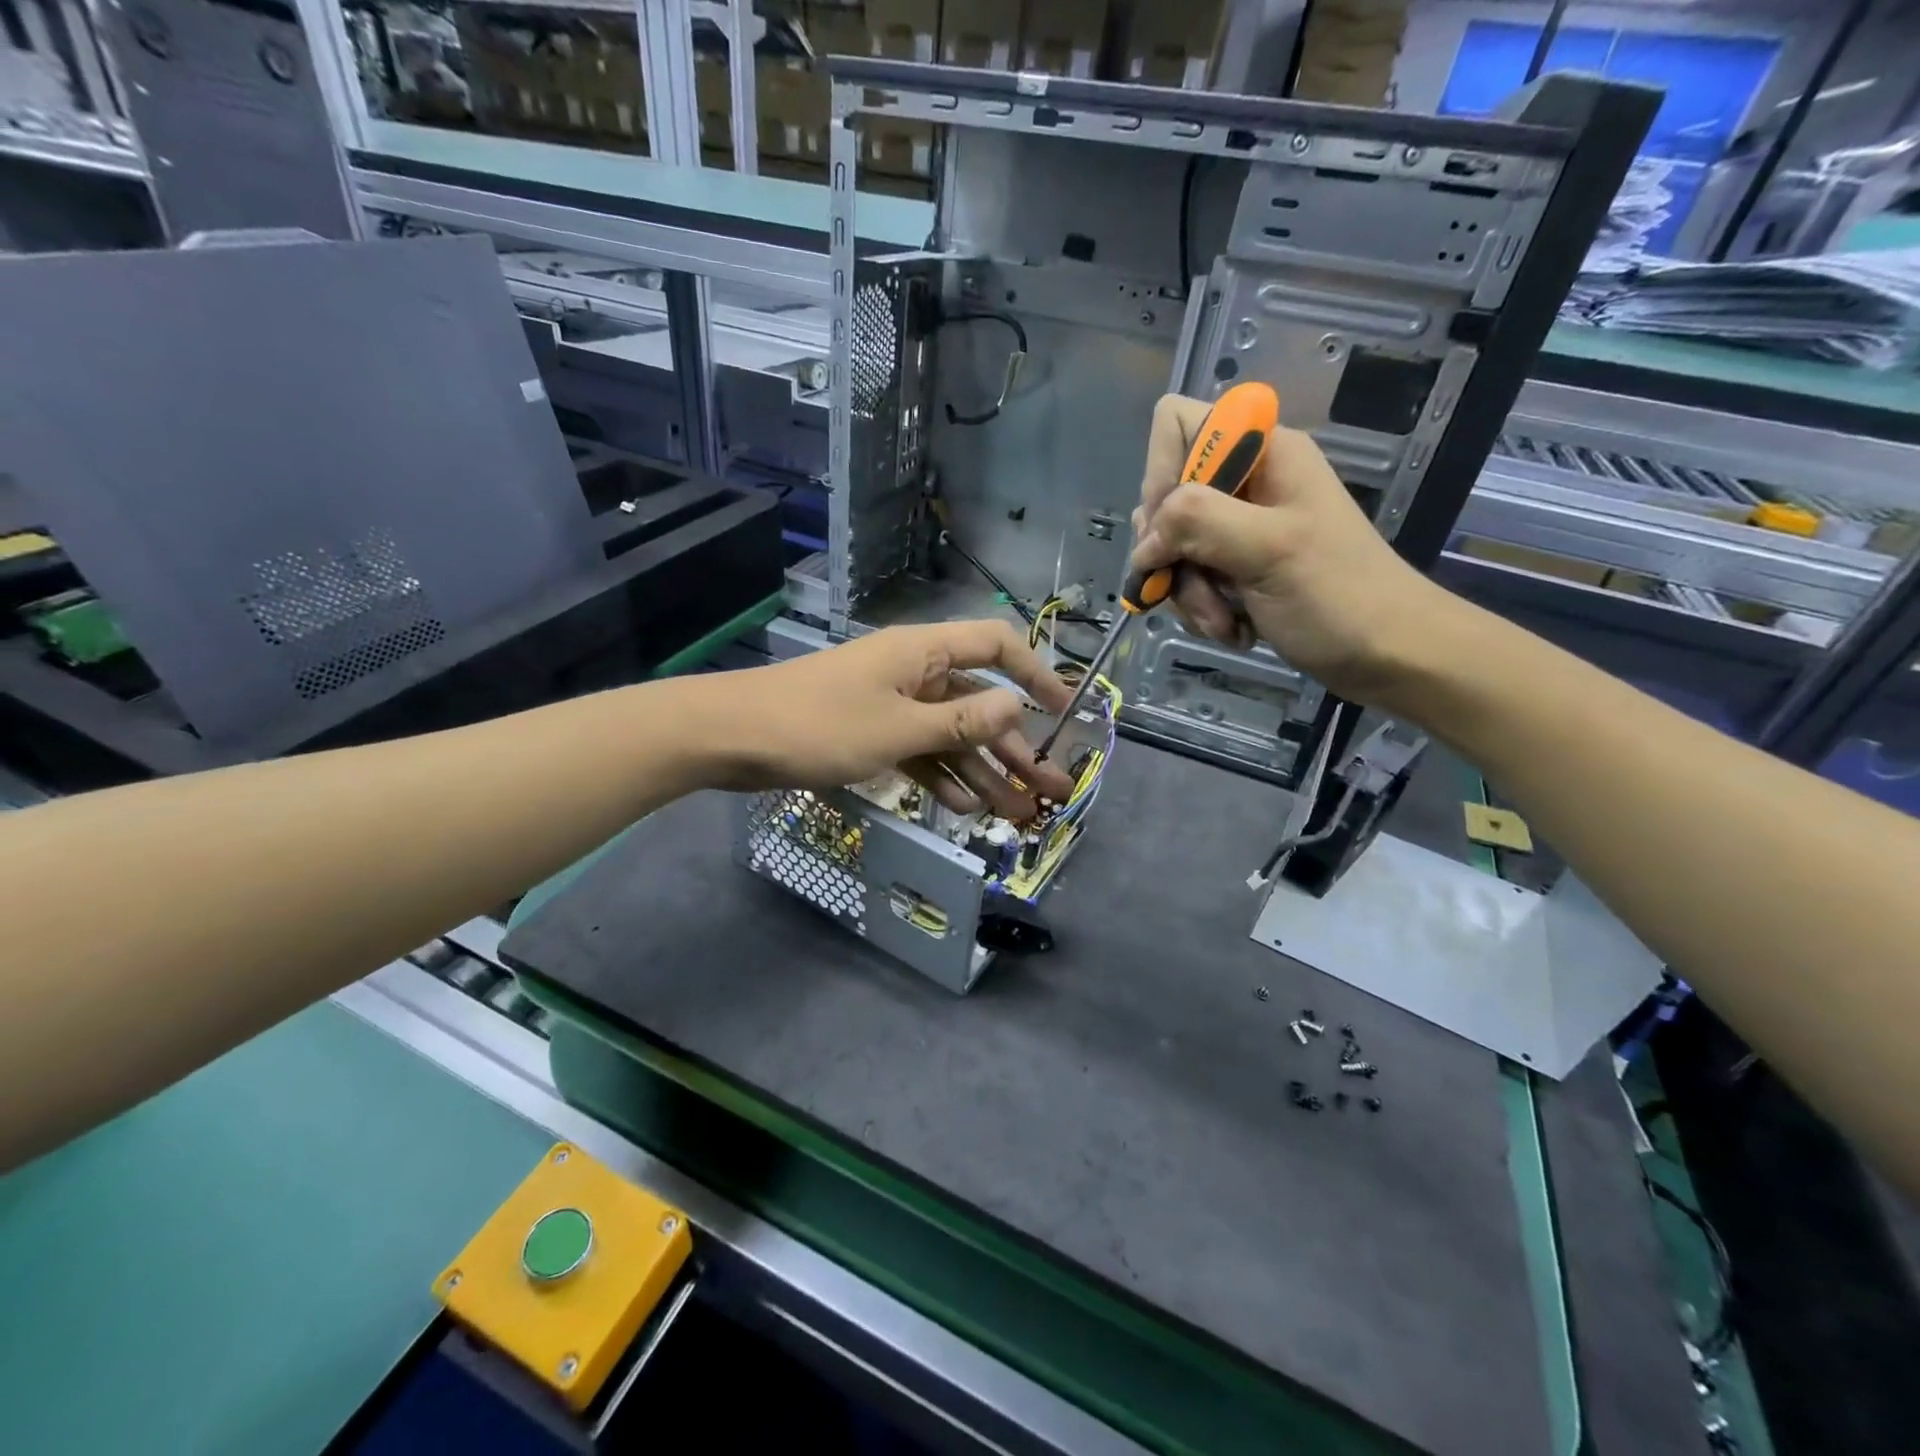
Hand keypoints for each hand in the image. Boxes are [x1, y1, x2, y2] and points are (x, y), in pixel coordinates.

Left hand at [693, 620, 1076, 819]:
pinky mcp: (870, 733)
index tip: (1065, 711)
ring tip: (1017, 813)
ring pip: (950, 735)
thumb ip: (959, 722)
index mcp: (924, 653)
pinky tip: (965, 808)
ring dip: (983, 772)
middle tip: (1050, 789)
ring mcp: (891, 705)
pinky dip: (940, 776)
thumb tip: (1018, 706)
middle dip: (1015, 747)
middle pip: (978, 703)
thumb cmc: (818, 725)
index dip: (1036, 674)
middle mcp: (914, 673)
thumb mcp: (897, 729)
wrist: (732, 738)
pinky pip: (918, 752)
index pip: (997, 646)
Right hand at [1129, 393, 1452, 703]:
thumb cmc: (1339, 594)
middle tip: (1197, 584)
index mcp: (1262, 451)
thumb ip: (1198, 521)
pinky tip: (1232, 629)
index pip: (1176, 424)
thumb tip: (1143, 541)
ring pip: (1170, 547)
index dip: (1160, 472)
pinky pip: (1187, 579)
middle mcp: (1245, 481)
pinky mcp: (1234, 567)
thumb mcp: (1268, 548)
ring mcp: (1238, 527)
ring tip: (1224, 621)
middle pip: (1165, 497)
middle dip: (1172, 551)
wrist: (1386, 654)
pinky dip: (1201, 609)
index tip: (1171, 526)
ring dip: (1188, 592)